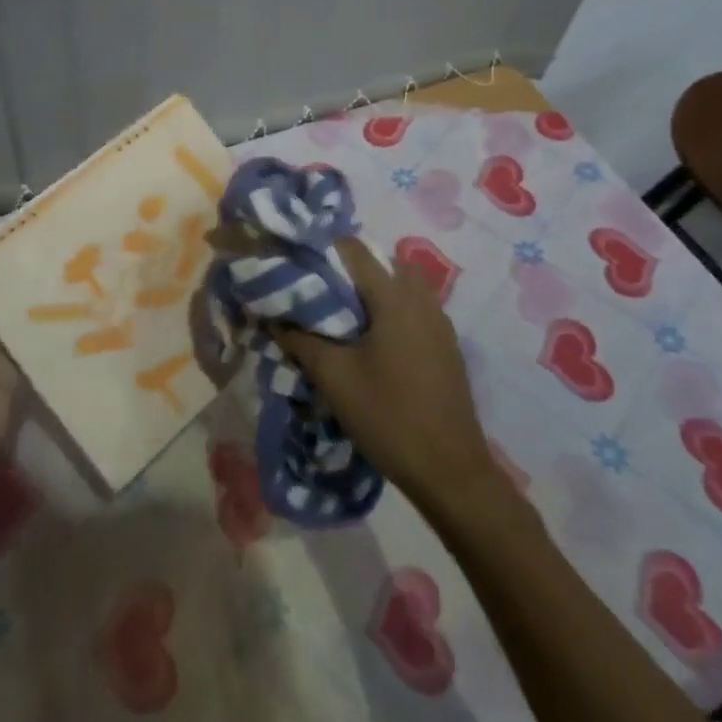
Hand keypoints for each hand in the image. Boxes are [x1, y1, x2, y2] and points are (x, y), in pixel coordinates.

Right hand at [272, 239, 498, 506]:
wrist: (450, 471)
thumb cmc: (388, 415)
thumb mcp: (334, 377)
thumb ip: (300, 340)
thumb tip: (272, 317)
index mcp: (394, 298)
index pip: (355, 250)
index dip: (323, 249)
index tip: (297, 263)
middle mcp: (422, 300)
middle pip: (383, 263)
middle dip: (350, 270)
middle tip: (320, 292)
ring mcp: (440, 324)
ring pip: (402, 287)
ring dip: (373, 292)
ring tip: (343, 319)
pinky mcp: (447, 347)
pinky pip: (415, 311)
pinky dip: (392, 312)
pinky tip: (373, 345)